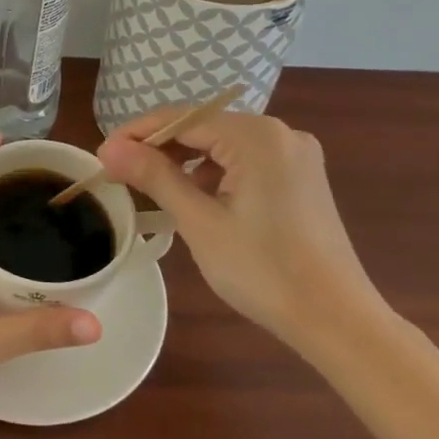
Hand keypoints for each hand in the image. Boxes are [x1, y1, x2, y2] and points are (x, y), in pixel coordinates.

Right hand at [97, 107, 387, 351]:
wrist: (337, 320)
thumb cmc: (263, 271)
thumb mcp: (199, 221)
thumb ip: (154, 176)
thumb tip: (108, 147)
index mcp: (257, 137)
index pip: (182, 118)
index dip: (137, 133)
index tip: (102, 155)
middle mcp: (280, 133)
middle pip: (203, 127)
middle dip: (159, 147)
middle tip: (119, 173)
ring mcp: (295, 155)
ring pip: (222, 145)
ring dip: (184, 161)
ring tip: (150, 187)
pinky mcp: (300, 177)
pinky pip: (244, 161)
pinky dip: (213, 173)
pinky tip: (193, 198)